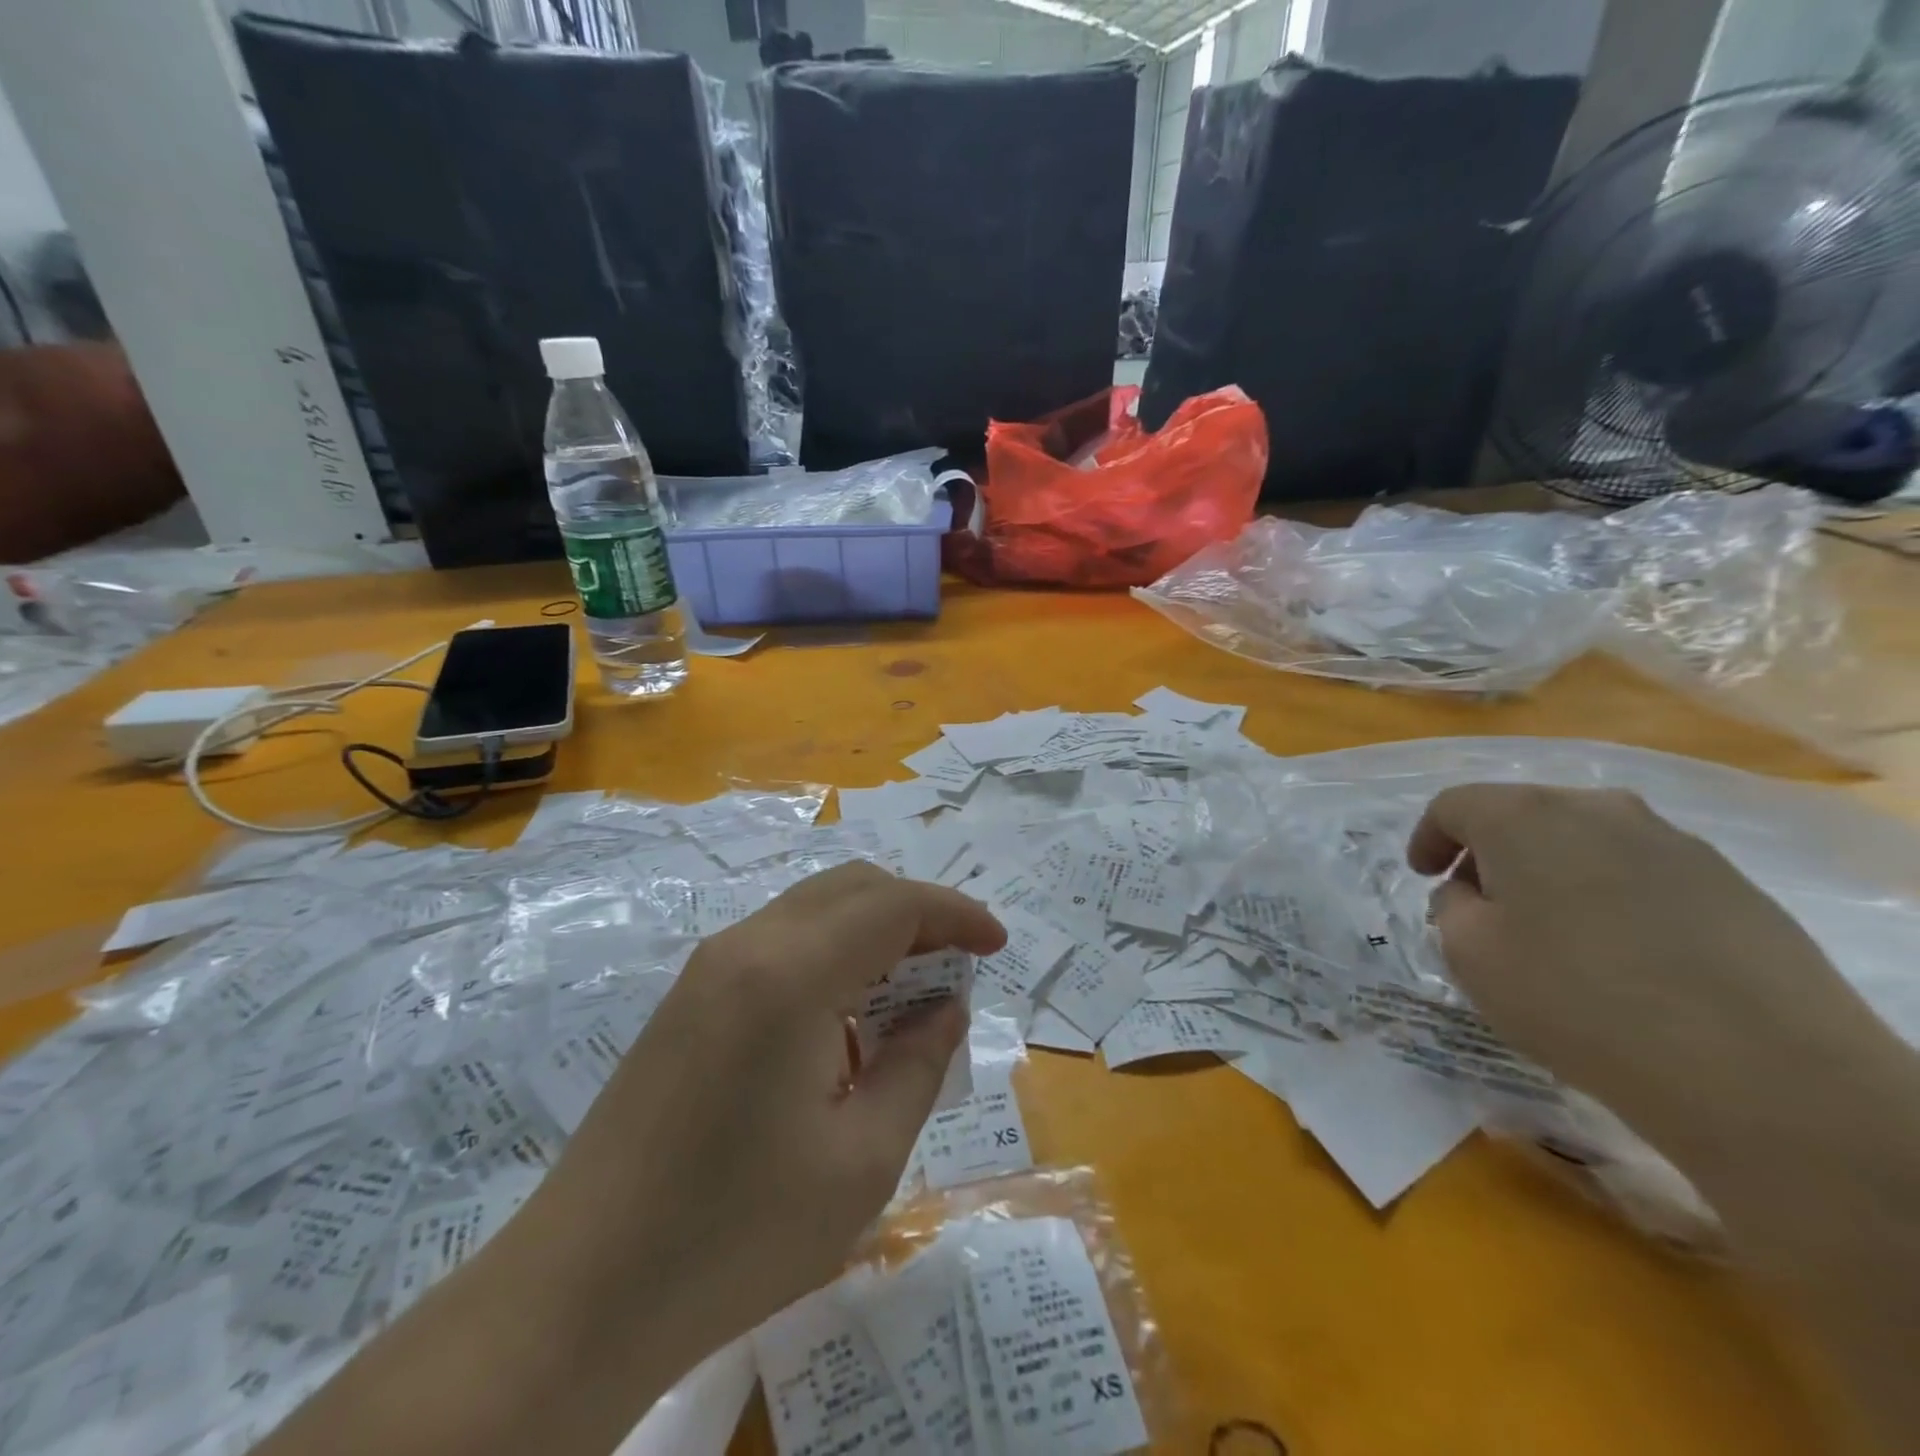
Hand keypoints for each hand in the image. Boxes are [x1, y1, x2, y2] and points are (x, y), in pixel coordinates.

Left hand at [525, 863, 1005, 1377]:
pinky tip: (845, 1023)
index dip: (955, 915)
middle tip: (958, 967)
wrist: (580, 1293)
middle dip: (916, 913)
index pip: (893, 906)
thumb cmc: (737, 1233)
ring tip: (910, 997)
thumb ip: (919, 1065)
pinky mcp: (688, 999)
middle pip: (852, 888)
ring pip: (814, 910)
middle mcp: (746, 946)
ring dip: (872, 933)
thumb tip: (945, 1008)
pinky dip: (832, 956)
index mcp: (791, 973)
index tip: (997, 945)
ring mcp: (707, 968)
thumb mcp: (862, 1159)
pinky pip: (779, 944)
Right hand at [1406, 784, 1895, 1154]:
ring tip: (1551, 931)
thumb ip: (1453, 907)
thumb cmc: (1575, 998)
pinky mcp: (1731, 885)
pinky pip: (1641, 873)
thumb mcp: (1469, 954)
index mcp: (1523, 817)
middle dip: (1491, 853)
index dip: (1428, 837)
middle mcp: (1597, 810)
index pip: (1454, 806)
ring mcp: (1673, 843)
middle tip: (1480, 904)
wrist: (1759, 1071)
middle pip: (1522, 814)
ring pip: (1585, 841)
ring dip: (1553, 872)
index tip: (1423, 876)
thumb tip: (1474, 892)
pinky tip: (1618, 953)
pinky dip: (1610, 896)